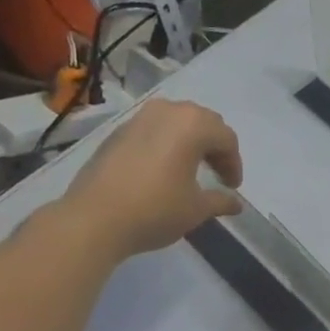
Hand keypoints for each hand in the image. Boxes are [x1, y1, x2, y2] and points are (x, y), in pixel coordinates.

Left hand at [62, 98, 243, 260]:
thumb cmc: (155, 210)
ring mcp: (139, 118)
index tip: (232, 188)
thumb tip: (235, 204)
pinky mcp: (118, 131)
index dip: (234, 164)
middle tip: (218, 174)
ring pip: (177, 120)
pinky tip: (163, 167)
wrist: (94, 219)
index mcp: (193, 125)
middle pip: (203, 122)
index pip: (226, 138)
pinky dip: (167, 142)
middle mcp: (167, 112)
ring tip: (192, 167)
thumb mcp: (196, 209)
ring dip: (191, 140)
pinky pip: (154, 128)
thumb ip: (220, 201)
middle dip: (215, 146)